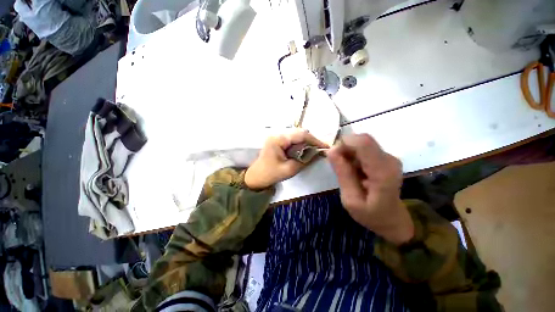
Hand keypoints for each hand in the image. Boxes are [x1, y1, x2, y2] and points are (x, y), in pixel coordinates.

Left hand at [245, 129, 328, 189]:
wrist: (256, 177)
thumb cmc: (270, 174)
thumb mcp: (289, 169)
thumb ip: (305, 160)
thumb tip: (318, 154)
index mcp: (278, 139)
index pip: (301, 135)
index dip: (315, 140)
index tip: (325, 147)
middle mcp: (278, 134)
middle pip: (299, 133)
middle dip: (311, 141)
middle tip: (321, 150)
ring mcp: (277, 137)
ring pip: (297, 135)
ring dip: (306, 142)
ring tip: (315, 150)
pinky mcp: (278, 141)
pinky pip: (292, 140)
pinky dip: (300, 144)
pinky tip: (305, 150)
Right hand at [327, 134, 413, 244]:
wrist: (393, 220)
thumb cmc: (371, 215)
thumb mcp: (351, 200)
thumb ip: (343, 174)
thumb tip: (330, 151)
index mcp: (382, 171)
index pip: (363, 142)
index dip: (344, 144)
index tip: (333, 156)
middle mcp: (389, 159)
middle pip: (361, 140)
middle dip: (344, 149)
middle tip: (338, 166)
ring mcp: (389, 157)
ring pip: (361, 143)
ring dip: (348, 153)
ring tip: (346, 171)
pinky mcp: (385, 157)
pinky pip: (364, 149)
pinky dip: (353, 156)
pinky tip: (353, 170)